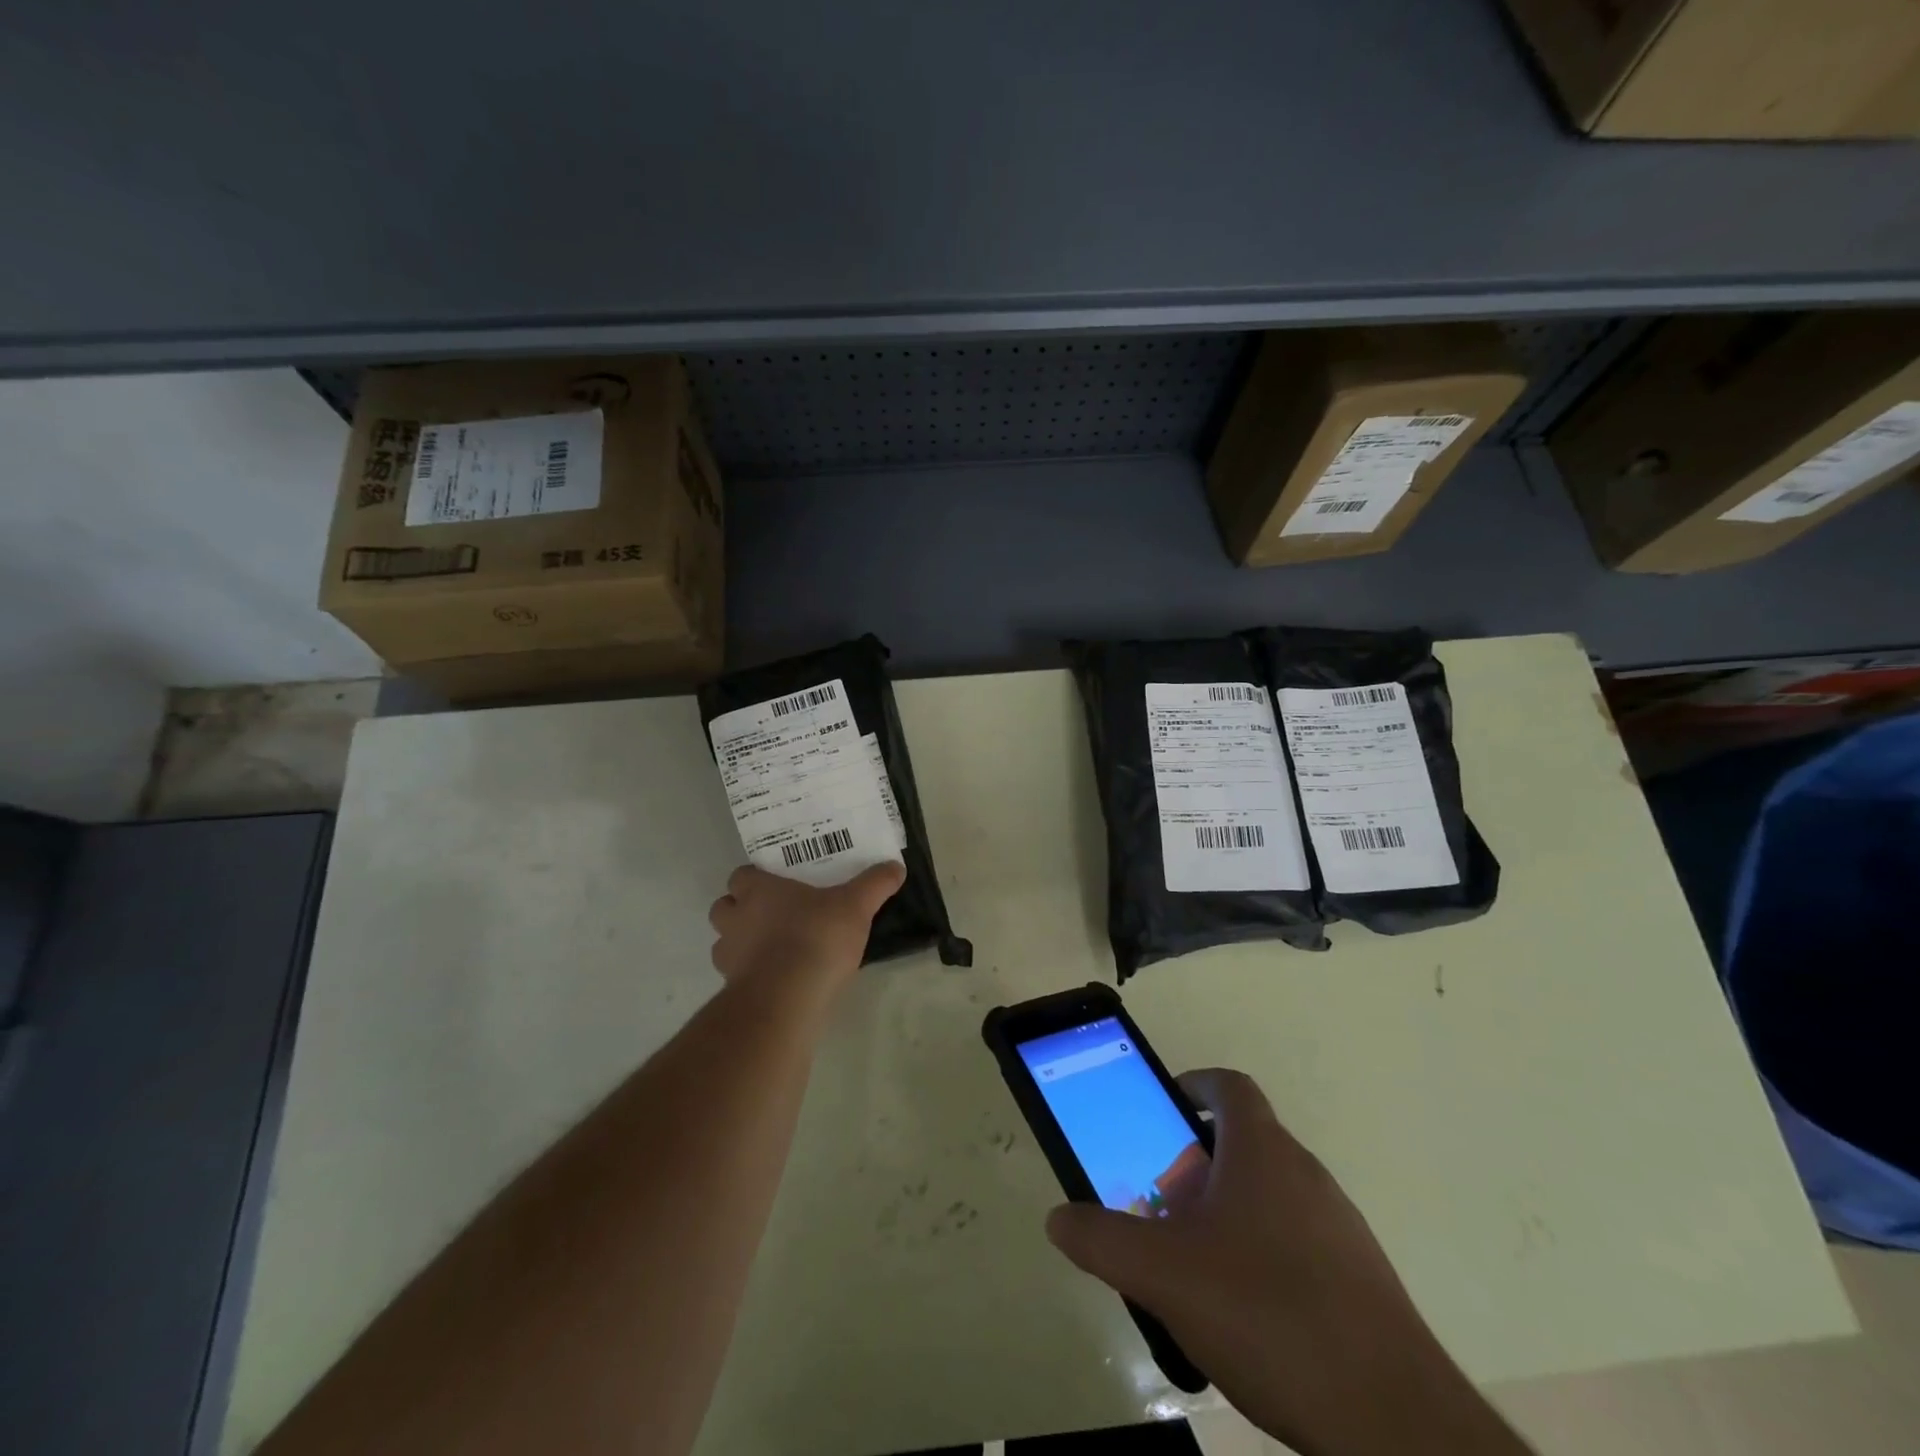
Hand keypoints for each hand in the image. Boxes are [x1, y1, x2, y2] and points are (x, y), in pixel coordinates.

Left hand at [707, 861, 905, 995]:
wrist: (787, 998)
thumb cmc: (816, 937)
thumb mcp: (856, 905)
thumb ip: (875, 884)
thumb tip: (896, 866)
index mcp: (759, 891)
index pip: (741, 875)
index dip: (756, 879)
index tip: (778, 885)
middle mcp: (736, 919)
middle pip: (724, 907)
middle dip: (741, 910)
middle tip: (773, 915)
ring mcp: (730, 956)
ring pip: (725, 943)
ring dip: (741, 944)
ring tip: (774, 950)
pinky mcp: (733, 989)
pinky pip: (737, 976)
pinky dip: (751, 975)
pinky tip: (778, 980)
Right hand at [1045, 1069, 1529, 1455]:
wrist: (1394, 1424)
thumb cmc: (1267, 1314)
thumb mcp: (1163, 1275)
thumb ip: (1103, 1241)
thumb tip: (1058, 1218)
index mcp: (1263, 1151)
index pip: (1229, 1086)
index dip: (1194, 1084)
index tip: (1163, 1110)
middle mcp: (1306, 1174)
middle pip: (1245, 1142)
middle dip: (1196, 1162)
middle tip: (1161, 1201)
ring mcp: (1341, 1228)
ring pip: (1271, 1196)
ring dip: (1228, 1212)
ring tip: (1193, 1263)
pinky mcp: (1362, 1282)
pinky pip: (1298, 1244)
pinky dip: (1263, 1256)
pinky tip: (1243, 1316)